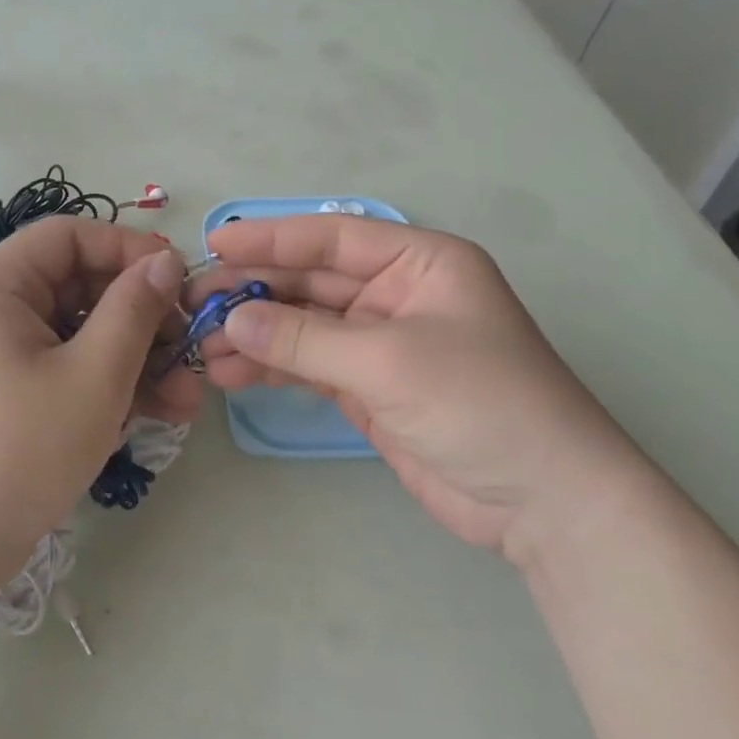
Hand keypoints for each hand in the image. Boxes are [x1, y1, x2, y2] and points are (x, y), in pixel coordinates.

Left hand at [0, 217, 199, 590]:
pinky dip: (108, 386)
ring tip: (187, 401)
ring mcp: (0, 356)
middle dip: (142, 319)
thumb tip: (165, 261)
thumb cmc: (17, 452)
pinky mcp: (10, 396)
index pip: (70, 235)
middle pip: (80, 286)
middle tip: (190, 351)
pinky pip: (67, 370)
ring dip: (136, 360)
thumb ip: (134, 310)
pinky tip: (155, 415)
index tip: (179, 283)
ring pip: (81, 335)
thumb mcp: (92, 376)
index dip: (129, 250)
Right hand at [195, 215, 646, 555]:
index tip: (214, 244)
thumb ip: (305, 338)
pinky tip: (230, 371)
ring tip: (200, 344)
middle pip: (312, 280)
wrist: (544, 501)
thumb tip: (230, 319)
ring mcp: (381, 343)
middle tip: (194, 301)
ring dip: (255, 332)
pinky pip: (309, 364)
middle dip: (254, 290)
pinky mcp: (369, 388)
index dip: (271, 237)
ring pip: (304, 325)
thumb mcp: (389, 361)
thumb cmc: (481, 404)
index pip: (332, 237)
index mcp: (419, 263)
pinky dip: (271, 366)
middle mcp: (397, 294)